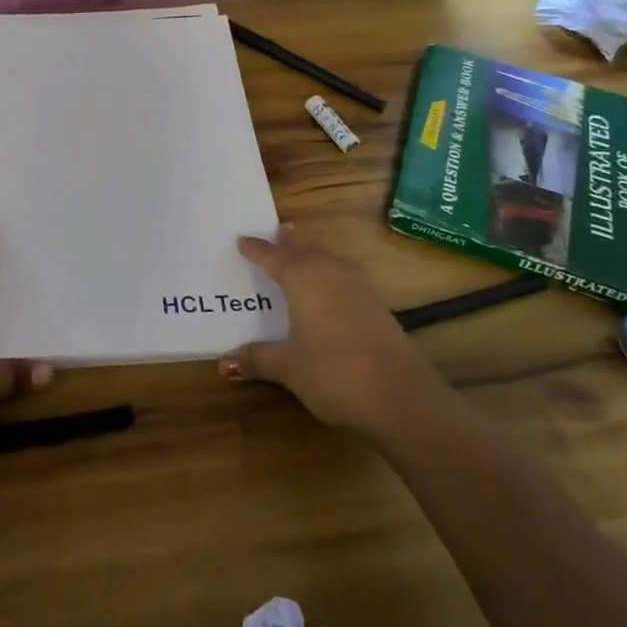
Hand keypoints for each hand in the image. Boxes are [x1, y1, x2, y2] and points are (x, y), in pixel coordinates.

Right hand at [219, 225, 442, 437]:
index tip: (241, 239)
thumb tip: (224, 362)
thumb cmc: (334, 372)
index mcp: (301, 278)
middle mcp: (328, 272)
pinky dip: (330, 273)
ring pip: (327, 260)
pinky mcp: (376, 304)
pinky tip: (330, 287)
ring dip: (312, 254)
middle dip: (287, 243)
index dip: (255, 249)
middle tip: (275, 231)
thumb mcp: (289, 367)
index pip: (272, 256)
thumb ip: (258, 358)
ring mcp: (357, 286)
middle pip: (304, 250)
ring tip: (301, 251)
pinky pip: (343, 276)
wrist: (401, 394)